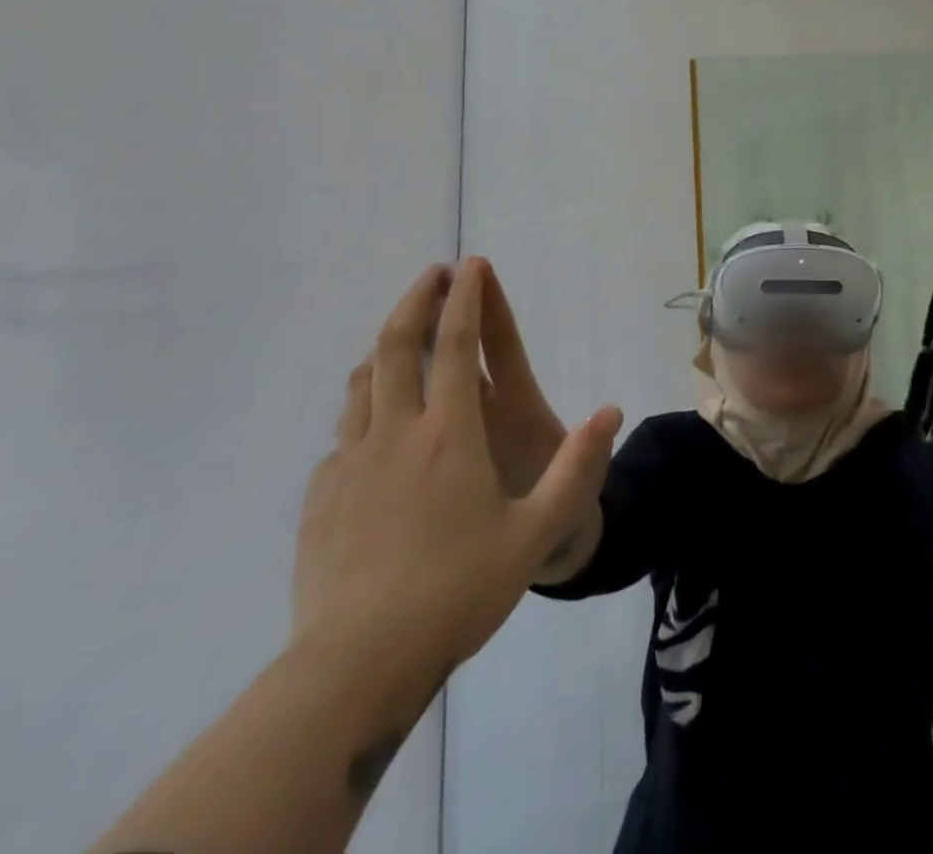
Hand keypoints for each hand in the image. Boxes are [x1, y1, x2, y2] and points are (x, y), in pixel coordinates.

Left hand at [291, 261, 622, 683]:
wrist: (355, 667)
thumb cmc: (458, 590)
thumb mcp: (536, 532)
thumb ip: (578, 468)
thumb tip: (611, 411)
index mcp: (449, 434)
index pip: (457, 345)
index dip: (464, 298)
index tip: (469, 264)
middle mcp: (395, 434)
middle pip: (395, 347)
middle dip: (415, 301)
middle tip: (431, 275)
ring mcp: (350, 464)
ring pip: (361, 384)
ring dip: (383, 348)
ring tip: (402, 338)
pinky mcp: (321, 497)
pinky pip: (343, 435)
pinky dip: (362, 409)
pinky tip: (372, 429)